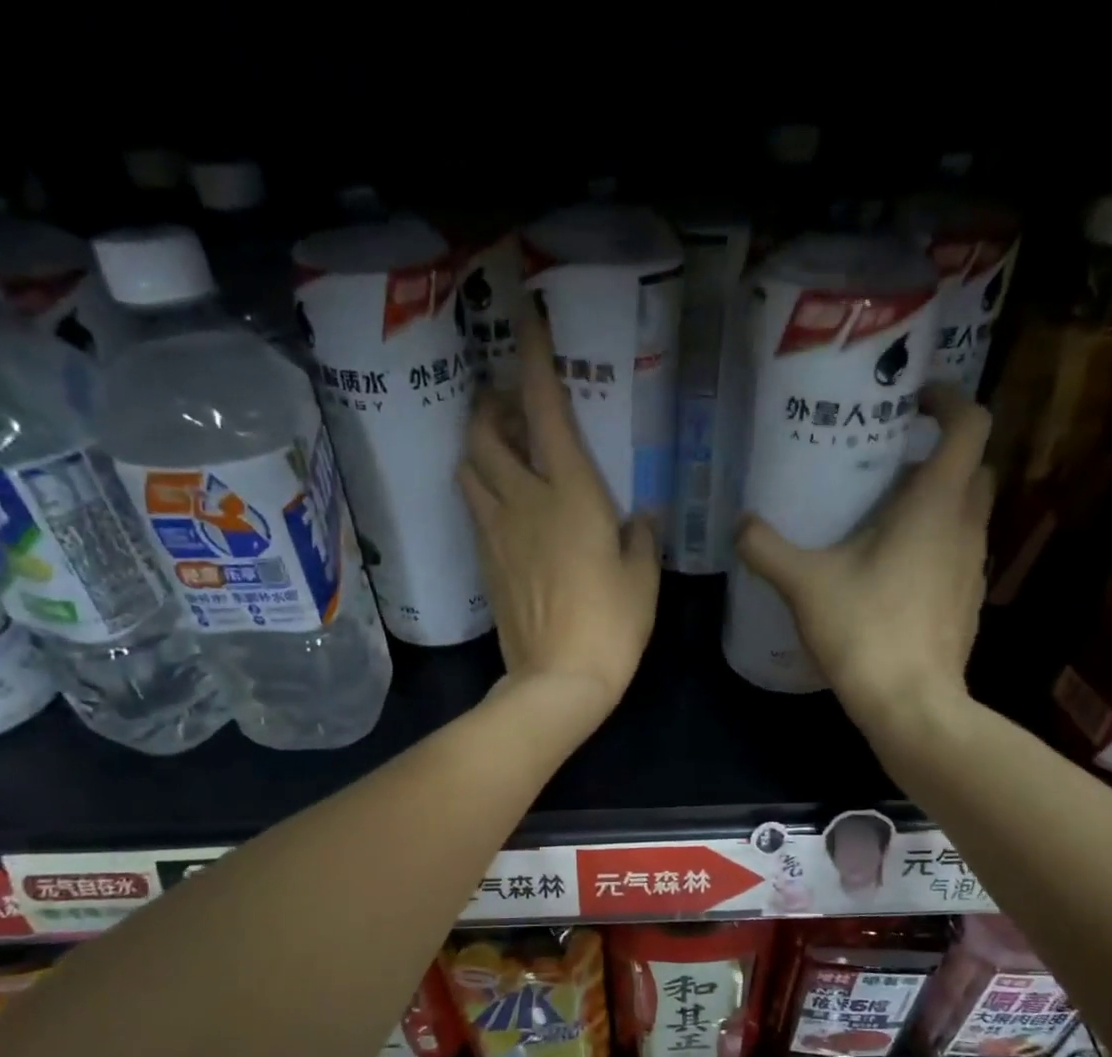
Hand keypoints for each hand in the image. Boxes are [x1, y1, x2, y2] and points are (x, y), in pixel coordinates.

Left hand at [459, 310, 659, 720]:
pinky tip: (502, 504)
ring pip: (468, 470)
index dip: (533, 360)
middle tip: (508, 404)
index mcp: (570, 493)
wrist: (558, 679)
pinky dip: (482, 492)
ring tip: (500, 450)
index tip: (525, 321)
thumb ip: (640, 537)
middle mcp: (524, 500)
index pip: (544, 410)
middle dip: (490, 405)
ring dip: (478, 448)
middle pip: (485, 433)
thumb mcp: (642, 578)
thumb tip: (636, 517)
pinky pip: (474, 511)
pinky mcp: (484, 563)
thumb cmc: (612, 625)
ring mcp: (496, 532)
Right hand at [736, 387, 993, 730]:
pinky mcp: (967, 600)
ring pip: (966, 512)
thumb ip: (767, 548)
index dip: (948, 400)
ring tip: (883, 518)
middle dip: (939, 454)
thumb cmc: (864, 629)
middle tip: (889, 464)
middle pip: (972, 467)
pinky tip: (891, 571)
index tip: (914, 400)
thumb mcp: (804, 584)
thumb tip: (740, 524)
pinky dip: (934, 544)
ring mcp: (973, 566)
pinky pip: (958, 551)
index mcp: (935, 504)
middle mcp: (966, 526)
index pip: (970, 425)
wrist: (910, 703)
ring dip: (936, 502)